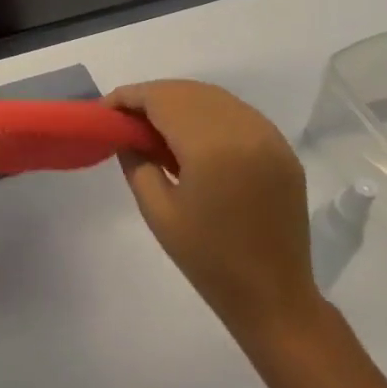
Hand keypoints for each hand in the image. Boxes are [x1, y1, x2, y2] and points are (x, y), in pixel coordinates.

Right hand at [108, 80, 321, 343]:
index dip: (129, 97)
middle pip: (187, 91)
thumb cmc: (208, 259)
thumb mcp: (157, 211)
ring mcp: (268, 136)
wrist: (273, 296)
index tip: (105, 109)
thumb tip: (126, 134)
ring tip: (154, 125)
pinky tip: (191, 135)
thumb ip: (137, 162)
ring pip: (213, 97)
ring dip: (179, 101)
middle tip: (125, 118)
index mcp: (211, 146)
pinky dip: (207, 112)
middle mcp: (243, 129)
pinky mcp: (281, 149)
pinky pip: (236, 112)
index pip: (161, 99)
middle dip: (152, 97)